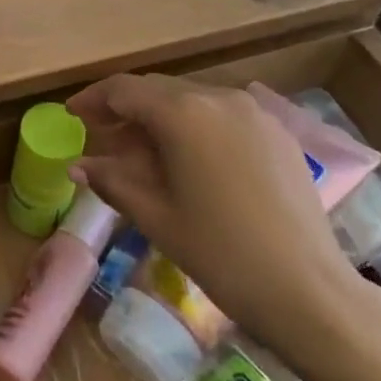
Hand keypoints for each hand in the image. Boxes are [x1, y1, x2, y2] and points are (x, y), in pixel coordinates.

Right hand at [66, 75, 370, 365]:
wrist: (308, 290)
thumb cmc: (219, 253)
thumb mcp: (154, 216)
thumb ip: (112, 180)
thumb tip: (78, 166)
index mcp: (183, 113)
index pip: (124, 90)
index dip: (92, 99)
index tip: (72, 115)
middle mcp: (218, 97)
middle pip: (158, 90)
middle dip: (125, 109)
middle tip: (102, 136)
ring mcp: (254, 112)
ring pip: (191, 101)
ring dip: (160, 118)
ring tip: (143, 153)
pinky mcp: (279, 133)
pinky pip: (223, 115)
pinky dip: (195, 127)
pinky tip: (190, 160)